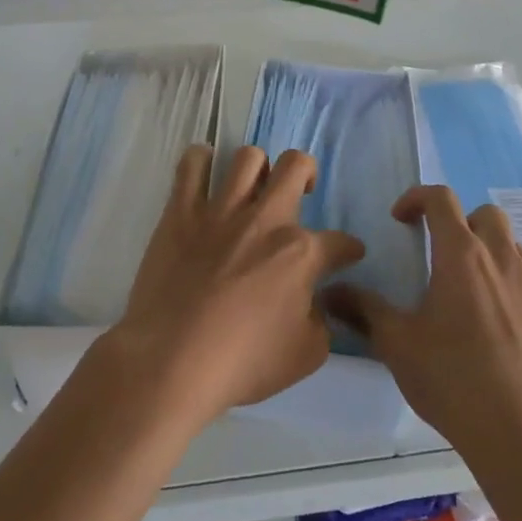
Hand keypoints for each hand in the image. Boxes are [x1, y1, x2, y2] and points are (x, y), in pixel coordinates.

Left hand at [106, 145, 364, 425]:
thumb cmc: (242, 364)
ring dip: (257, 168)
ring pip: (248, 157)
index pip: (340, 242)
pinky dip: (201, 161)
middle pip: (297, 166)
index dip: (349, 249)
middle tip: (301, 193)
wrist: (172, 361)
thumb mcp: (306, 355)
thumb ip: (320, 321)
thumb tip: (314, 303)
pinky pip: (192, 165)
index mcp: (301, 253)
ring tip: (253, 186)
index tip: (347, 254)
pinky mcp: (181, 211)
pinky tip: (205, 171)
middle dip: (307, 174)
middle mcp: (266, 219)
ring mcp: (221, 210)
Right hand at [326, 186, 521, 453]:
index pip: (441, 199)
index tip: (400, 221)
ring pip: (513, 246)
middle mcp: (502, 259)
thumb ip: (364, 310)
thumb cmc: (452, 378)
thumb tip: (330, 292)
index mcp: (461, 255)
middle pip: (486, 214)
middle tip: (440, 253)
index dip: (416, 198)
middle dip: (460, 221)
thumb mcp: (397, 343)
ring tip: (468, 289)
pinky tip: (497, 323)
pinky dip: (511, 285)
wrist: (521, 432)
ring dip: (489, 252)